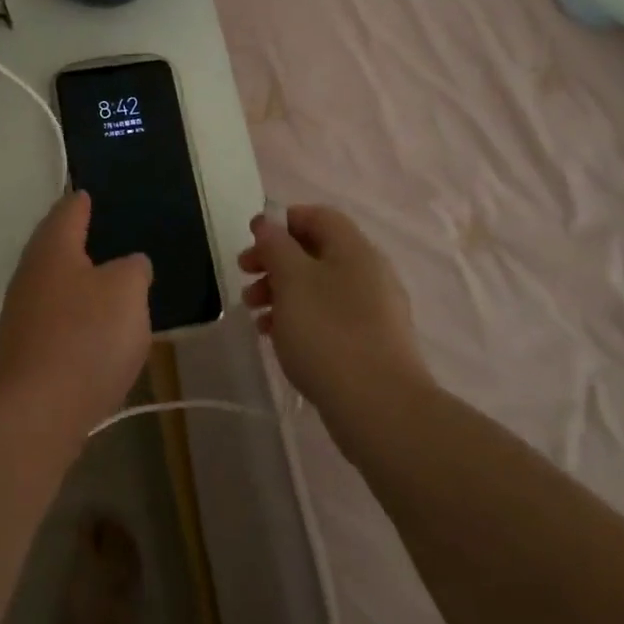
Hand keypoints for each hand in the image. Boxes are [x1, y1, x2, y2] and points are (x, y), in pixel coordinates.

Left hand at [0, 193, 153, 432]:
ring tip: (105, 283)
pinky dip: (73, 316)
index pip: (67, 211)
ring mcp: (21, 314)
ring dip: (75, 282)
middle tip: (101, 234)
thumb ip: (133, 269)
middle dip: (75, 241)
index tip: (87, 193)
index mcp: (52, 249)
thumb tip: (130, 265)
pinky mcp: (24, 351)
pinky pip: (54, 320)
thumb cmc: (86, 337)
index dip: (80, 201)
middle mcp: (29, 274)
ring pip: (52, 285)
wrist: (37, 411)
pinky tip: (93, 329)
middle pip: (53, 247)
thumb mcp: (127, 292)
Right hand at [239, 205, 429, 415]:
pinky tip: (277, 338)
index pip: (317, 216)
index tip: (251, 240)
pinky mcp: (371, 343)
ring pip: (319, 287)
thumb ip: (276, 246)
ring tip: (255, 315)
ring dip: (282, 292)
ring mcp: (374, 310)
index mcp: (354, 249)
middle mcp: (369, 272)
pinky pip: (329, 317)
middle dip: (275, 261)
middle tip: (244, 277)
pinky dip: (300, 318)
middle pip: (315, 252)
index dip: (282, 222)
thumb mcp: (291, 280)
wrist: (379, 406)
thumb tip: (268, 224)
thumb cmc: (327, 333)